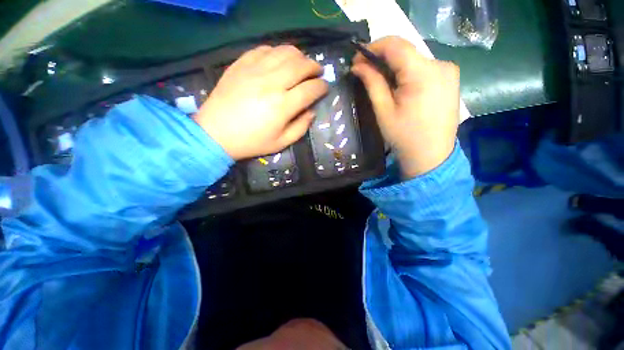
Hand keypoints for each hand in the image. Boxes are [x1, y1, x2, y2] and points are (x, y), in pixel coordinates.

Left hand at [194, 45, 328, 159]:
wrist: (216, 133)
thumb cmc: (251, 142)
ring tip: (302, 64)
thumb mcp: (281, 143)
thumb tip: (312, 111)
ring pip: (285, 52)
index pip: (310, 89)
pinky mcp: (241, 64)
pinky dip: (277, 52)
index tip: (325, 88)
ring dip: (299, 56)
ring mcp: (254, 70)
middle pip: (300, 65)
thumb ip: (301, 127)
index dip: (322, 87)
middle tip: (317, 72)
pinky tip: (279, 60)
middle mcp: (271, 83)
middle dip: (314, 67)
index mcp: (282, 106)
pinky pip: (264, 49)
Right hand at [351, 36, 459, 178]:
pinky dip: (407, 73)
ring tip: (380, 83)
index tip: (357, 59)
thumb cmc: (404, 136)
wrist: (430, 156)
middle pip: (405, 52)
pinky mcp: (450, 79)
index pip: (396, 45)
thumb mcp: (383, 111)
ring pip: (414, 60)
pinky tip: (399, 87)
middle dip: (382, 59)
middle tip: (364, 72)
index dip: (373, 47)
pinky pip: (423, 68)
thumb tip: (357, 66)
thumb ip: (372, 83)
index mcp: (424, 73)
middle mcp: (441, 65)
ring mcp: (449, 71)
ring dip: (394, 67)